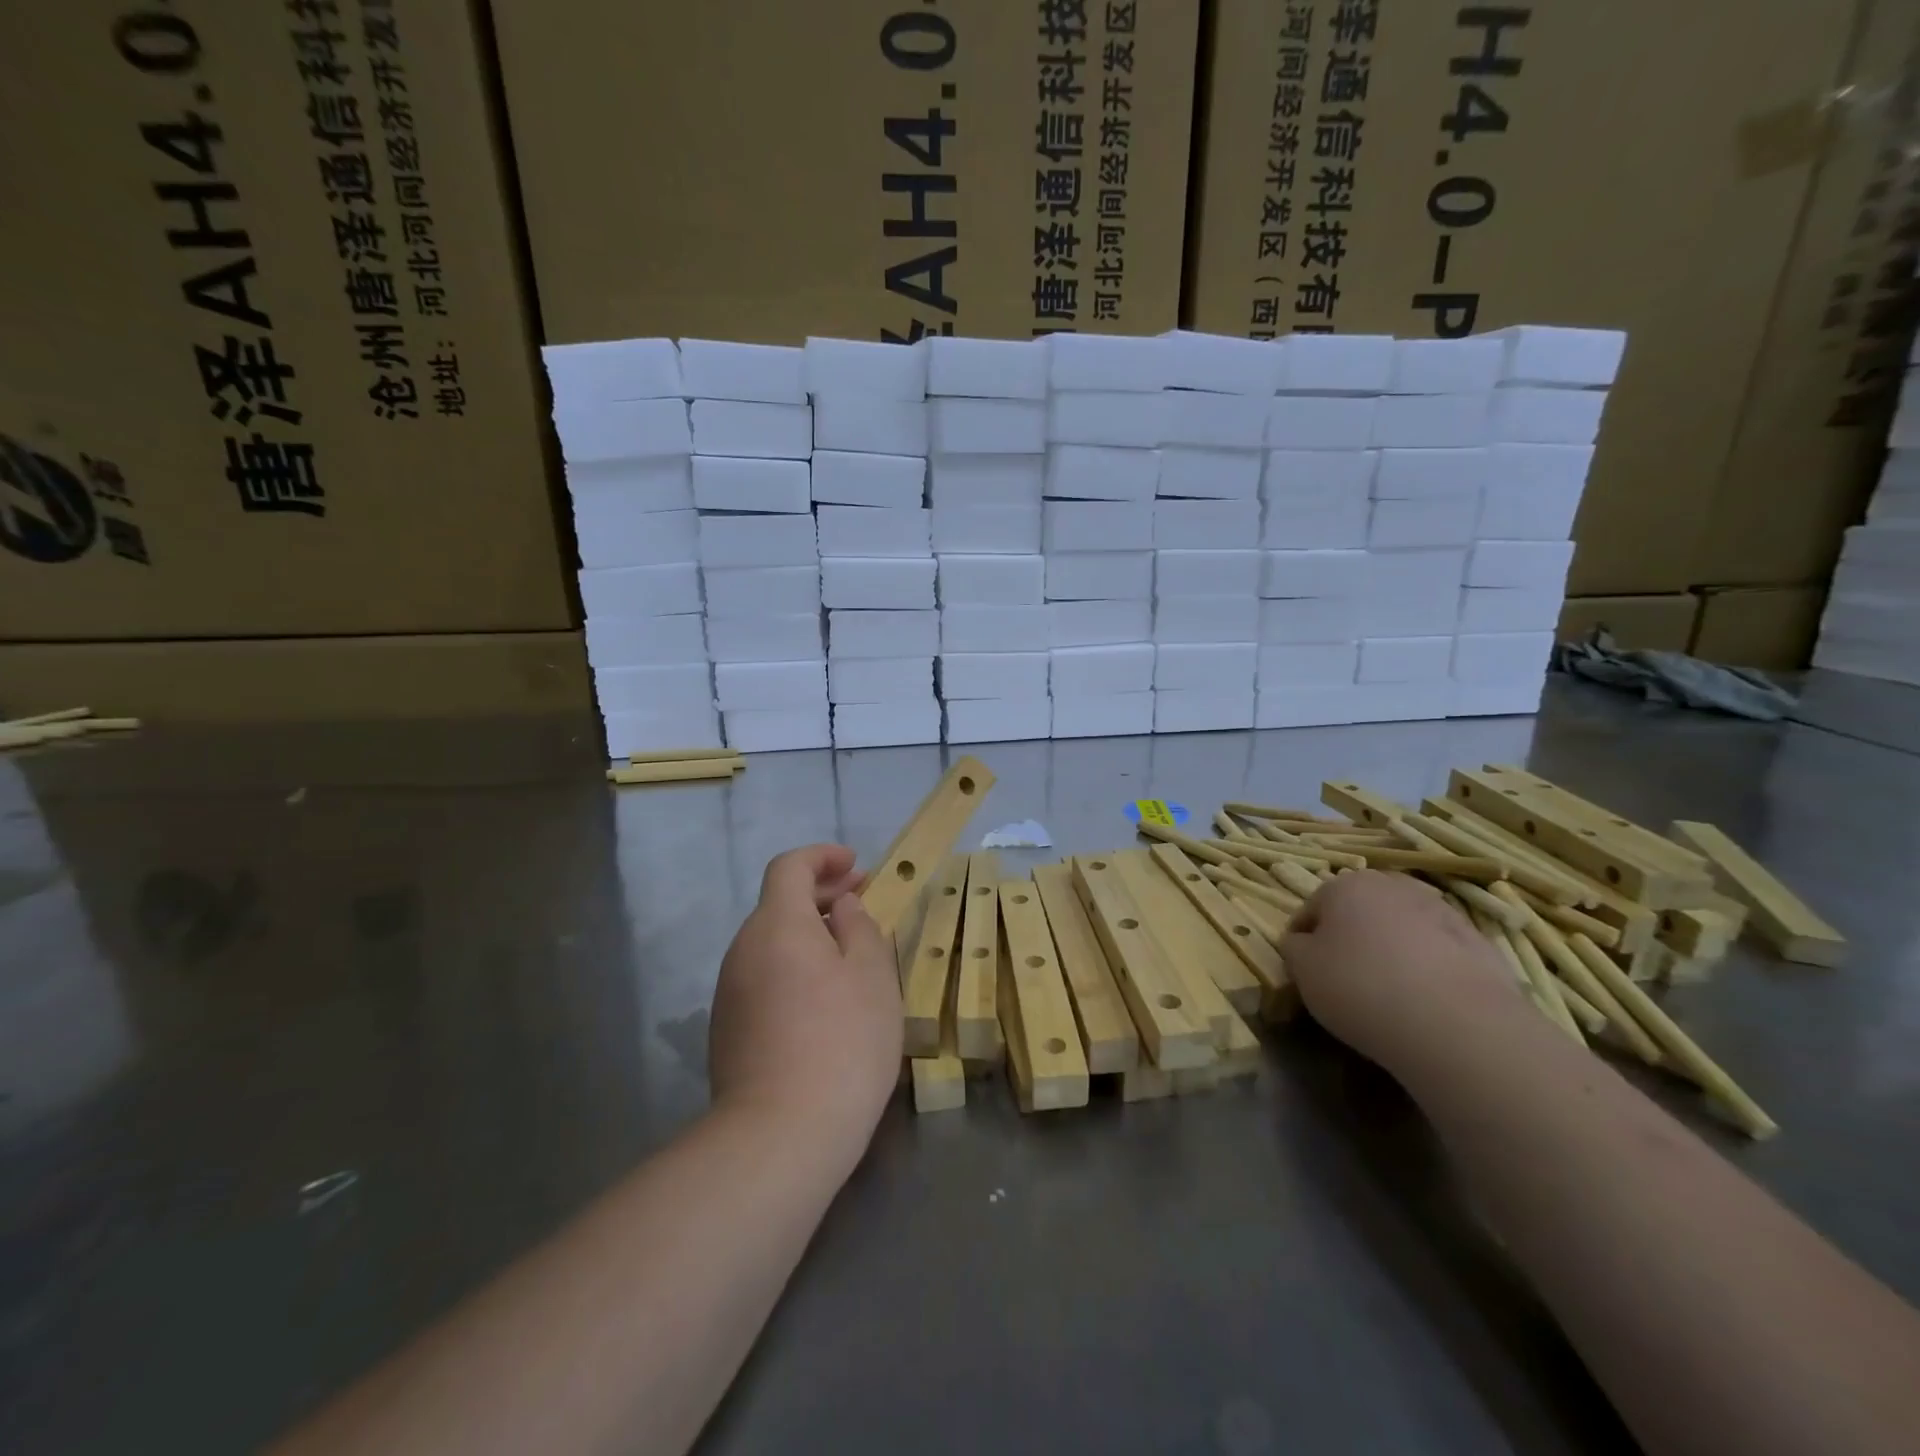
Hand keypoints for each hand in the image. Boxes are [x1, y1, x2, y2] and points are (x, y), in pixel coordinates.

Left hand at [709, 845, 902, 1163]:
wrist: (780, 1136)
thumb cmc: (842, 1042)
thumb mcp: (872, 975)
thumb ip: (859, 927)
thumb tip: (841, 907)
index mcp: (777, 924)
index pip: (789, 867)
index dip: (822, 857)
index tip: (855, 865)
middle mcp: (743, 949)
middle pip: (778, 904)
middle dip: (820, 895)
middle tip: (861, 904)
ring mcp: (729, 992)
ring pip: (770, 943)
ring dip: (807, 934)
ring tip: (849, 955)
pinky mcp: (727, 1030)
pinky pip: (763, 977)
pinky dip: (792, 968)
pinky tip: (822, 1001)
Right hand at [1282, 870, 1522, 1073]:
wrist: (1458, 1025)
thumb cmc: (1361, 987)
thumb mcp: (1303, 970)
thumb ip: (1294, 949)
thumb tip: (1303, 943)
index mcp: (1345, 885)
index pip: (1311, 910)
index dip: (1304, 942)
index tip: (1307, 974)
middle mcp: (1393, 886)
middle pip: (1360, 912)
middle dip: (1351, 938)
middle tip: (1348, 980)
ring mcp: (1442, 911)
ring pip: (1402, 929)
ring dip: (1392, 951)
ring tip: (1392, 994)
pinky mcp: (1480, 944)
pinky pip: (1439, 953)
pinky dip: (1429, 970)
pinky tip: (1427, 1003)